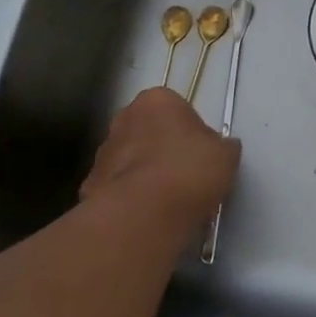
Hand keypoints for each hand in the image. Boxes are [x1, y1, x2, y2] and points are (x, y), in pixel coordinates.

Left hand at [80, 87, 240, 231]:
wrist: (142, 214)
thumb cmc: (189, 171)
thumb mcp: (225, 155)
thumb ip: (222, 146)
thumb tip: (220, 148)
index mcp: (157, 100)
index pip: (176, 108)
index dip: (190, 131)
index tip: (200, 153)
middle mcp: (124, 118)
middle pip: (148, 131)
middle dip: (162, 148)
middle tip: (185, 175)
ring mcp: (103, 152)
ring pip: (130, 159)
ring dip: (144, 173)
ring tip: (167, 201)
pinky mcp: (89, 186)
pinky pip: (117, 188)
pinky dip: (130, 198)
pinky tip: (147, 216)